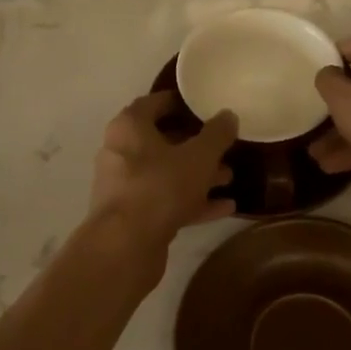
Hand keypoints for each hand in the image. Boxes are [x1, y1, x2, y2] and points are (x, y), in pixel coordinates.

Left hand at [88, 91, 237, 253]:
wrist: (125, 246)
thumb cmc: (160, 186)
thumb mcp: (199, 156)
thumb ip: (217, 134)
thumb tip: (228, 115)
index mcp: (129, 127)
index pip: (155, 103)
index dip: (181, 103)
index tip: (206, 107)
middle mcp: (121, 152)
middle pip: (162, 141)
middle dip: (195, 145)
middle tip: (224, 145)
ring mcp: (124, 186)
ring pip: (166, 174)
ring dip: (197, 176)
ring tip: (229, 177)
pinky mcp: (132, 216)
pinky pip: (166, 201)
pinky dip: (192, 202)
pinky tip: (224, 207)